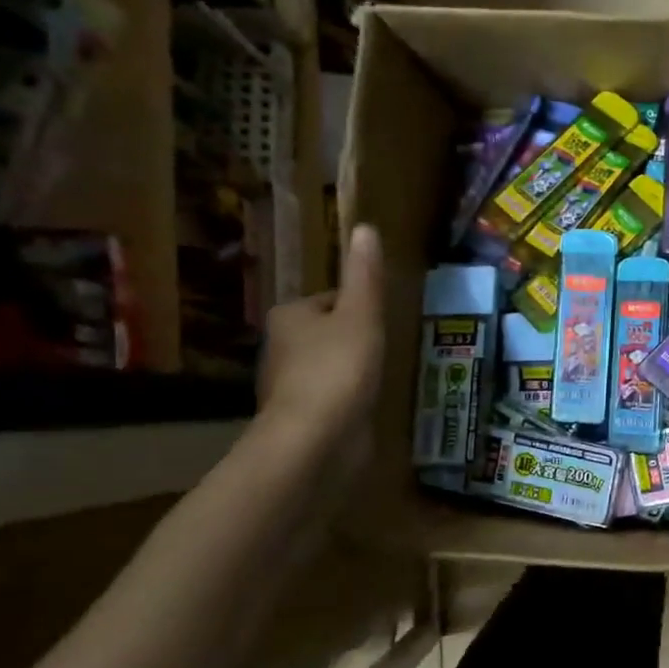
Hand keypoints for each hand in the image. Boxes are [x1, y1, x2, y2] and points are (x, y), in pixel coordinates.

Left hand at [258, 225, 387, 462]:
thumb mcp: (361, 315)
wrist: (315, 440)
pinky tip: (368, 405)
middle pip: (328, 332)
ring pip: (329, 365)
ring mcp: (289, 386)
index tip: (384, 320)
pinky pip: (331, 397)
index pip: (331, 300)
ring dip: (352, 370)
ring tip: (382, 376)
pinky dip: (348, 398)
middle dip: (356, 339)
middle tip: (388, 348)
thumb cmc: (339, 369)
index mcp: (289, 316)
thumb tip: (365, 228)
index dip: (361, 307)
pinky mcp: (302, 418)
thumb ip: (365, 276)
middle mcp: (280, 347)